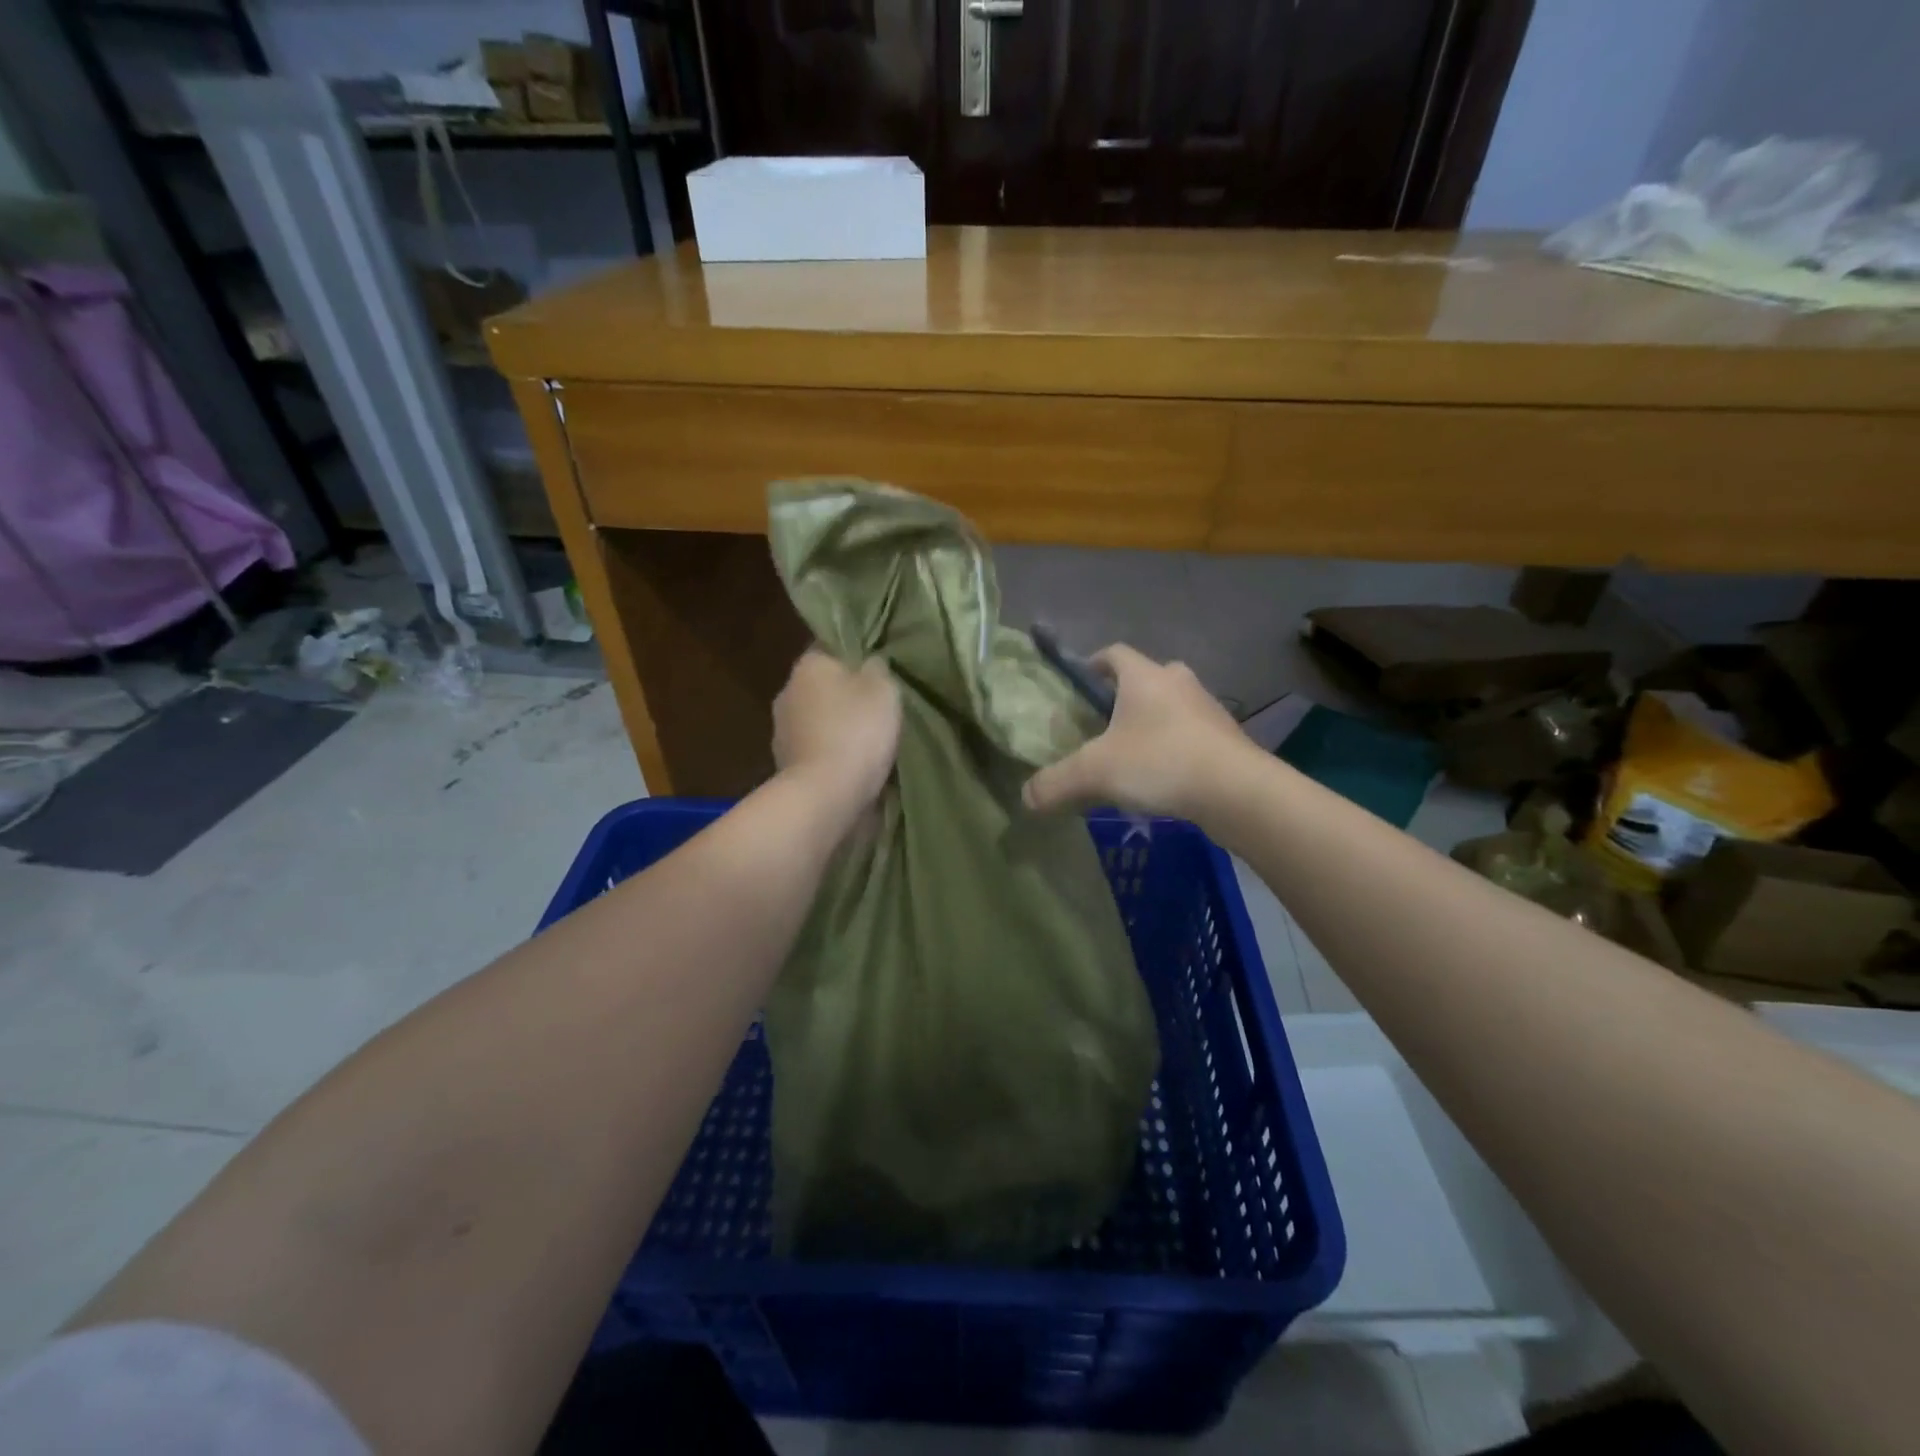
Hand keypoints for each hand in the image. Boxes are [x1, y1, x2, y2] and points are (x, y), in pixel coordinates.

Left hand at [773, 648, 901, 812]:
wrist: (825, 794)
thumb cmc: (856, 731)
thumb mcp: (883, 689)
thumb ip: (876, 669)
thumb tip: (869, 663)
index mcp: (807, 665)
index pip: (829, 648)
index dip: (853, 657)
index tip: (875, 671)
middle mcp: (786, 692)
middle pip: (821, 686)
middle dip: (844, 695)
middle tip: (876, 708)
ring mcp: (782, 732)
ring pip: (816, 719)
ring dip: (836, 727)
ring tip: (867, 741)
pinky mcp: (785, 765)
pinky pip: (815, 750)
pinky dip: (830, 754)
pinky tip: (852, 765)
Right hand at [1022, 644, 1253, 821]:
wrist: (1237, 791)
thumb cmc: (1160, 762)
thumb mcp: (1095, 773)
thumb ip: (1055, 783)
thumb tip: (1026, 798)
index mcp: (1144, 677)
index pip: (1114, 653)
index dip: (1093, 663)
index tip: (1079, 684)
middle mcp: (1178, 682)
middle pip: (1145, 678)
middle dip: (1124, 696)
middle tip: (1104, 723)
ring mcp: (1208, 708)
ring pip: (1172, 706)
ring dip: (1153, 722)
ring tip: (1133, 755)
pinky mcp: (1227, 737)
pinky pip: (1191, 733)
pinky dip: (1175, 746)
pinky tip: (1164, 777)